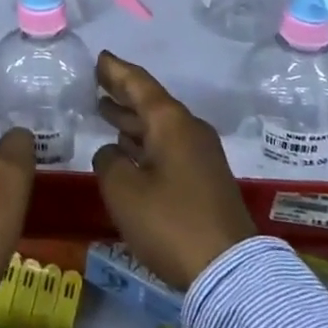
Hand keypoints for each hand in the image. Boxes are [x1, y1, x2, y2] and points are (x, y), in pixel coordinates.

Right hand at [92, 51, 255, 291]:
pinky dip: (145, 142)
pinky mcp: (205, 179)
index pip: (139, 84)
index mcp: (171, 122)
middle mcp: (189, 130)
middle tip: (98, 82)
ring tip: (105, 111)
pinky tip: (128, 150)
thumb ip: (109, 161)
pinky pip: (168, 147)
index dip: (116, 71)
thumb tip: (112, 152)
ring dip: (133, 120)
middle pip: (151, 103)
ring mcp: (201, 155)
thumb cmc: (171, 222)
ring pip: (160, 127)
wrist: (229, 270)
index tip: (100, 57)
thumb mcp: (124, 191)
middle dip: (123, 94)